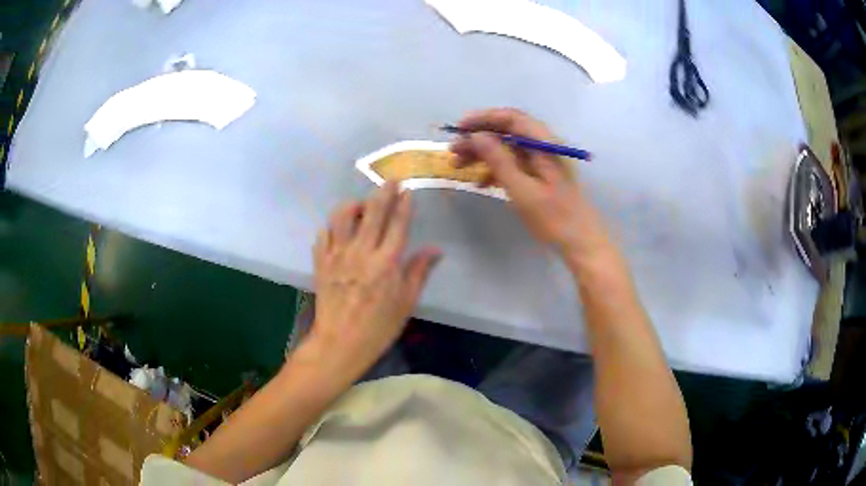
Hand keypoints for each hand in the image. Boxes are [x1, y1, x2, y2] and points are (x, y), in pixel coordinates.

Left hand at [308, 182, 440, 377]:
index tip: (407, 190)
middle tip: (391, 181)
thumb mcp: (406, 302)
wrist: (340, 343)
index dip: (404, 204)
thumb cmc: (379, 326)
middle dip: (383, 192)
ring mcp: (337, 255)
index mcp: (386, 263)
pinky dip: (332, 226)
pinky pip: (323, 234)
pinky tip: (339, 230)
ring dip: (353, 205)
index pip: (397, 224)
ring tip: (361, 206)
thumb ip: (419, 271)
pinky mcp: (320, 262)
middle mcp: (361, 253)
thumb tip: (436, 249)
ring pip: (342, 216)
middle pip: (372, 212)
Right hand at [450, 108, 610, 259]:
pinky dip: (495, 169)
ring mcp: (543, 162)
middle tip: (453, 150)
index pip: (512, 118)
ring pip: (508, 148)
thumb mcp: (522, 190)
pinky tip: (479, 182)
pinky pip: (514, 165)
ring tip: (458, 165)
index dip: (483, 119)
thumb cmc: (554, 218)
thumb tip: (476, 136)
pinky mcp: (540, 176)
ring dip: (483, 154)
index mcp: (545, 144)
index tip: (459, 128)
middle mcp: (544, 147)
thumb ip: (499, 160)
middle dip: (479, 138)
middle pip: (508, 132)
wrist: (580, 243)